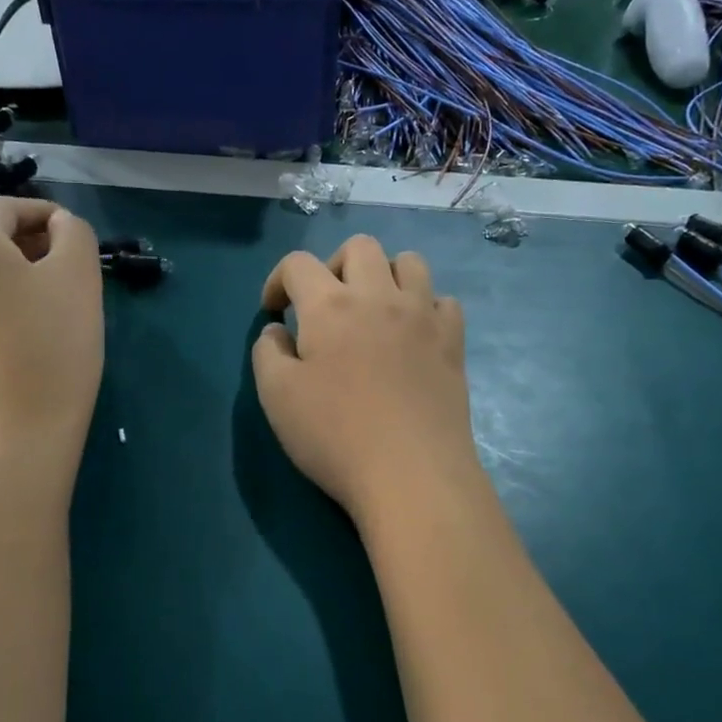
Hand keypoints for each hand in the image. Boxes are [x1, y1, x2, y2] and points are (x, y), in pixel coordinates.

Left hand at [0, 198, 104, 456]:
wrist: (14, 436)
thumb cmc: (53, 347)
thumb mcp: (80, 276)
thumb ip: (74, 232)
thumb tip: (58, 225)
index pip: (5, 207)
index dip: (45, 213)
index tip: (76, 237)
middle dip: (27, 244)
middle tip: (67, 270)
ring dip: (8, 274)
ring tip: (46, 303)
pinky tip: (18, 334)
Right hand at [253, 234, 479, 526]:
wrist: (412, 474)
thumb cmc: (335, 436)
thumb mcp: (276, 397)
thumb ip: (268, 353)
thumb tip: (278, 331)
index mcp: (330, 306)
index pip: (298, 263)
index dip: (278, 280)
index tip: (274, 312)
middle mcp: (380, 296)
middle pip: (359, 247)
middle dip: (333, 265)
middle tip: (324, 306)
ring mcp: (423, 316)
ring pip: (409, 262)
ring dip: (384, 274)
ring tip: (372, 310)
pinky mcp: (453, 342)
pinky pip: (443, 301)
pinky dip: (424, 307)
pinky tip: (412, 335)